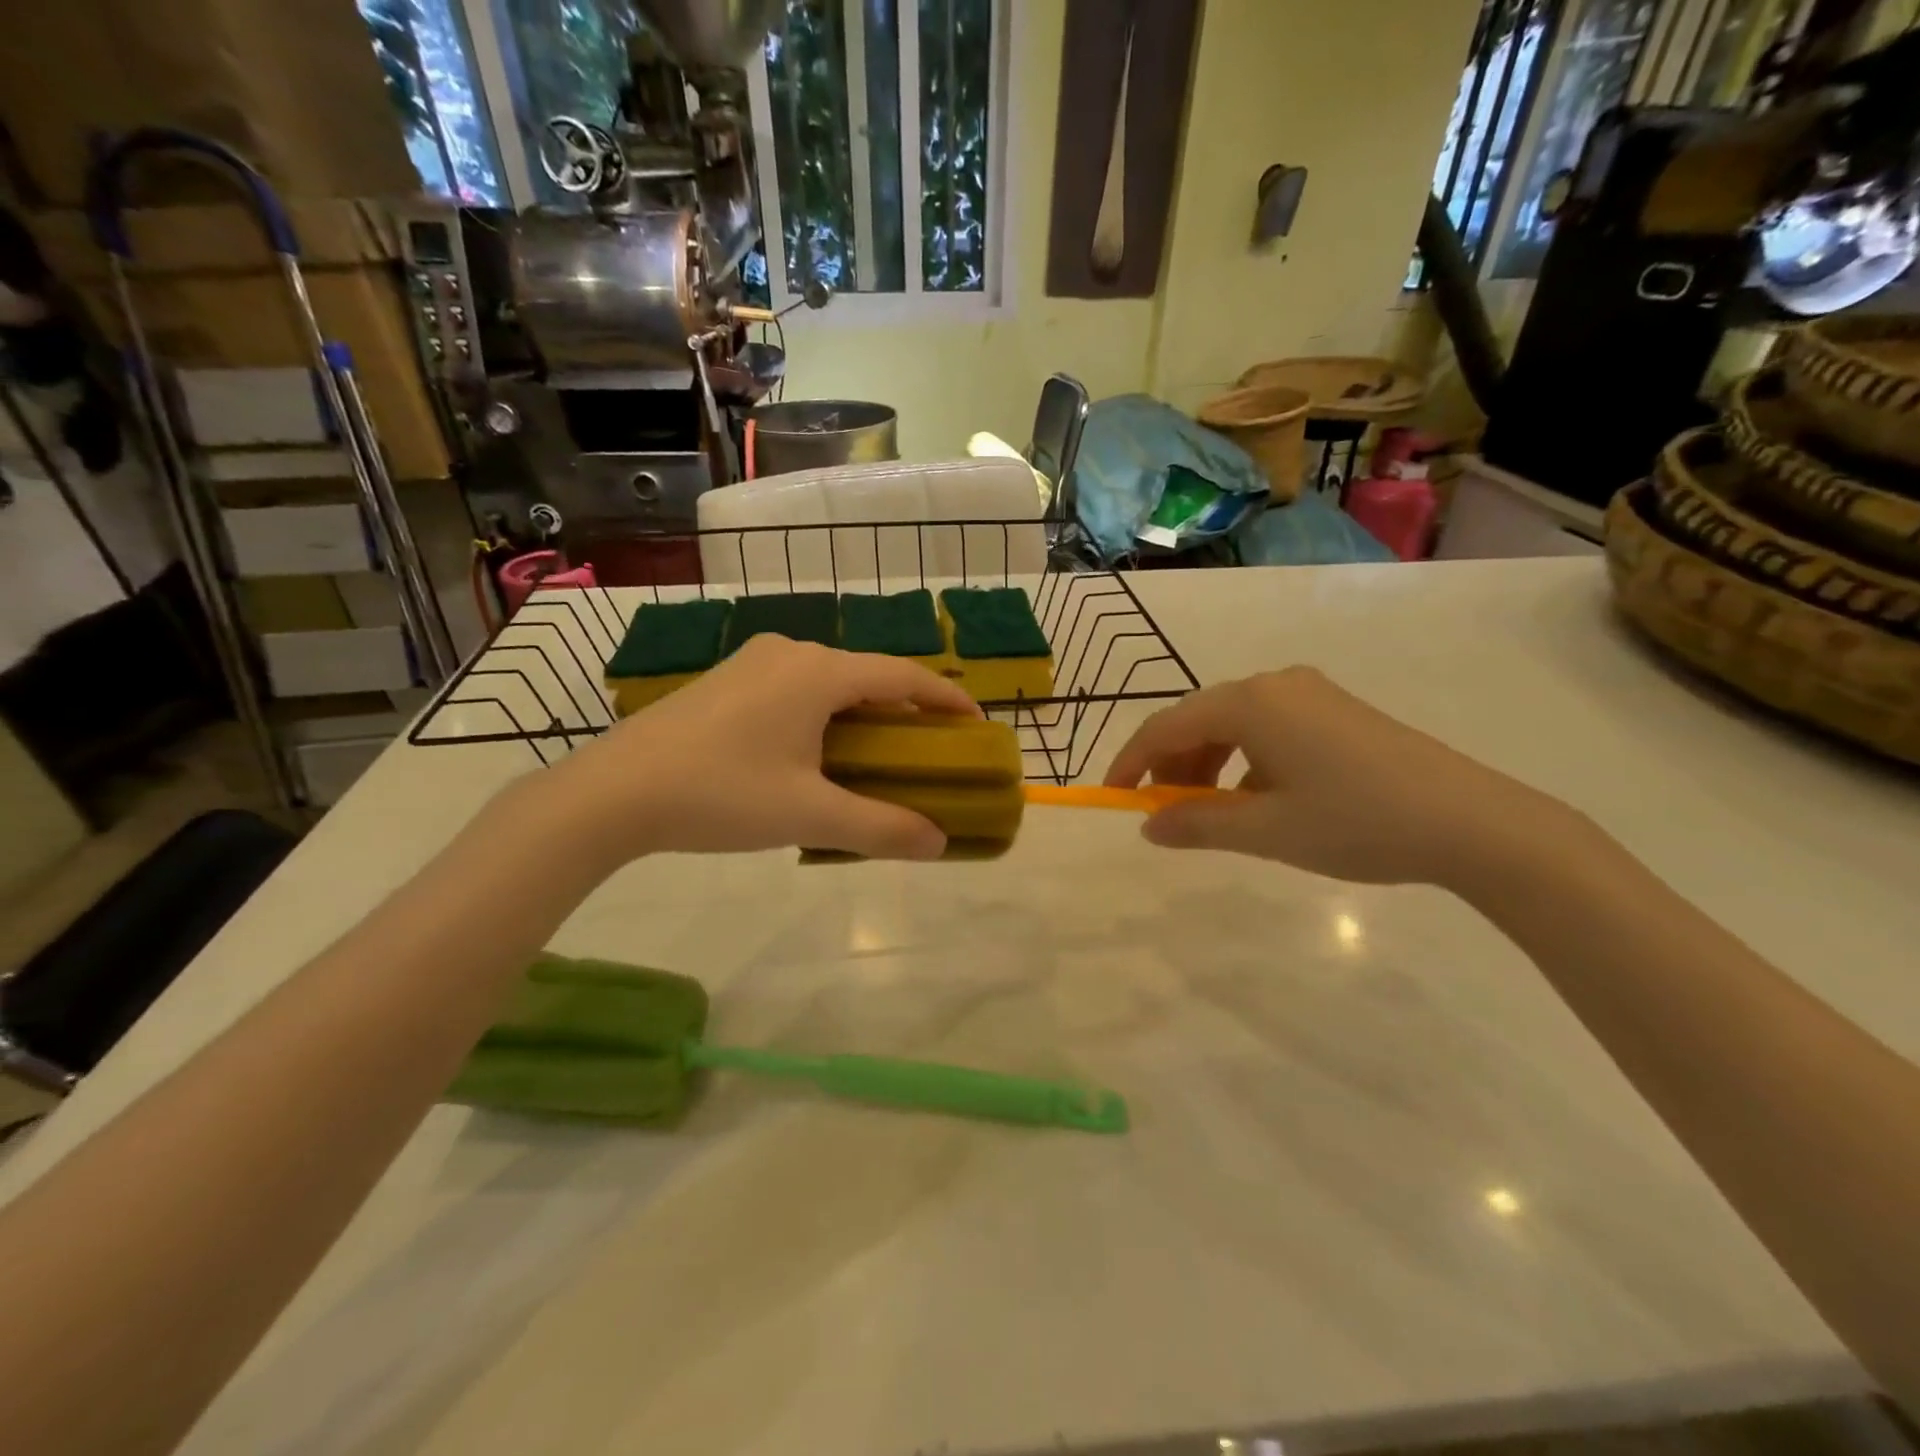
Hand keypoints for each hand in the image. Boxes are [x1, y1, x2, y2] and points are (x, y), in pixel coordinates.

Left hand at [548, 635, 980, 863]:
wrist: (613, 791)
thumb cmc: (721, 794)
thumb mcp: (809, 815)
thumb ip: (881, 827)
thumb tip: (939, 842)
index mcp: (819, 672)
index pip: (903, 676)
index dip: (946, 699)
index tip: (975, 725)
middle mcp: (791, 652)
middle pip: (867, 675)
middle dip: (904, 710)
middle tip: (927, 749)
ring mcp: (754, 662)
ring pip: (829, 681)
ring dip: (862, 712)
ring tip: (877, 754)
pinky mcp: (728, 680)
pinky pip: (796, 688)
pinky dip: (824, 713)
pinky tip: (816, 751)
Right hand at [1104, 667, 1564, 885]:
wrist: (1473, 822)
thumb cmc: (1355, 822)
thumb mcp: (1266, 831)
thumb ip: (1197, 824)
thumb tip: (1148, 826)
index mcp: (1250, 703)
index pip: (1166, 726)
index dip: (1132, 761)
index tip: (1114, 795)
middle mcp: (1275, 684)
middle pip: (1200, 720)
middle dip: (1173, 766)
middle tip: (1167, 814)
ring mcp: (1311, 694)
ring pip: (1235, 725)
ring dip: (1209, 766)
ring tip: (1213, 814)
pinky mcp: (1338, 711)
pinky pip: (1269, 729)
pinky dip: (1246, 762)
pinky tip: (1261, 801)